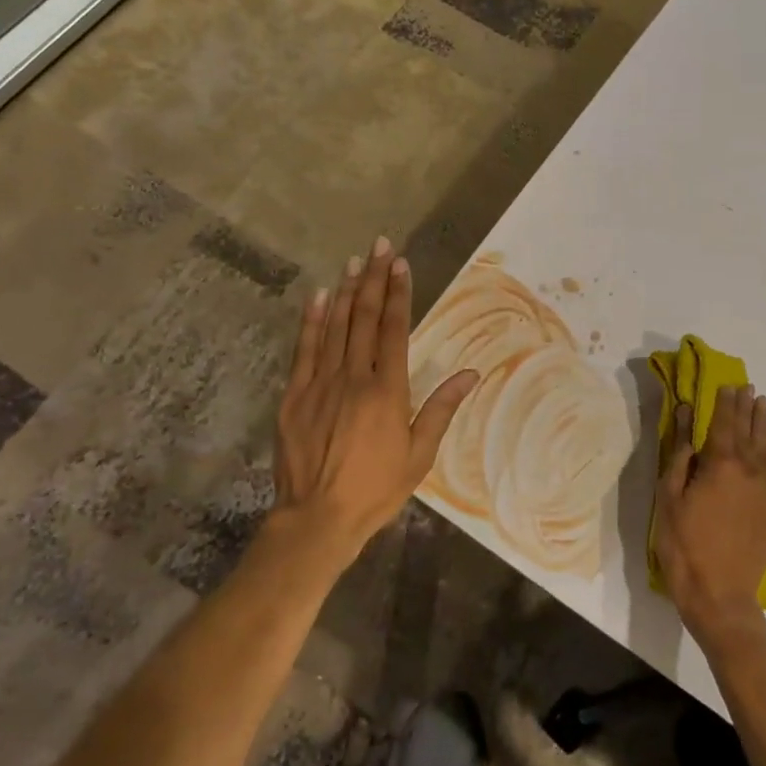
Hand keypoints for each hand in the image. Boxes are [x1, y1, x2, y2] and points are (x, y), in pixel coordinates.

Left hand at [272, 237, 478, 560]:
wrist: (317, 519)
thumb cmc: (375, 490)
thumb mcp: (419, 455)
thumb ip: (441, 409)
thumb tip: (471, 374)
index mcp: (386, 391)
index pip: (395, 329)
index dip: (399, 293)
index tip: (401, 264)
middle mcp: (353, 377)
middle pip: (365, 318)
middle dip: (374, 278)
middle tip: (380, 245)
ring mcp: (319, 384)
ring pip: (335, 326)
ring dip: (347, 291)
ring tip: (355, 261)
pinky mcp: (294, 396)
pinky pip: (304, 350)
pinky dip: (312, 321)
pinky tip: (319, 296)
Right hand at [654, 384, 765, 645]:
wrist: (719, 592)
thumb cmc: (684, 543)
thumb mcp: (669, 495)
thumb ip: (679, 452)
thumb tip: (684, 414)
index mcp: (720, 463)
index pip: (723, 422)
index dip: (724, 402)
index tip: (726, 384)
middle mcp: (750, 469)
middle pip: (748, 429)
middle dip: (745, 406)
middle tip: (746, 386)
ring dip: (764, 420)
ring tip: (762, 401)